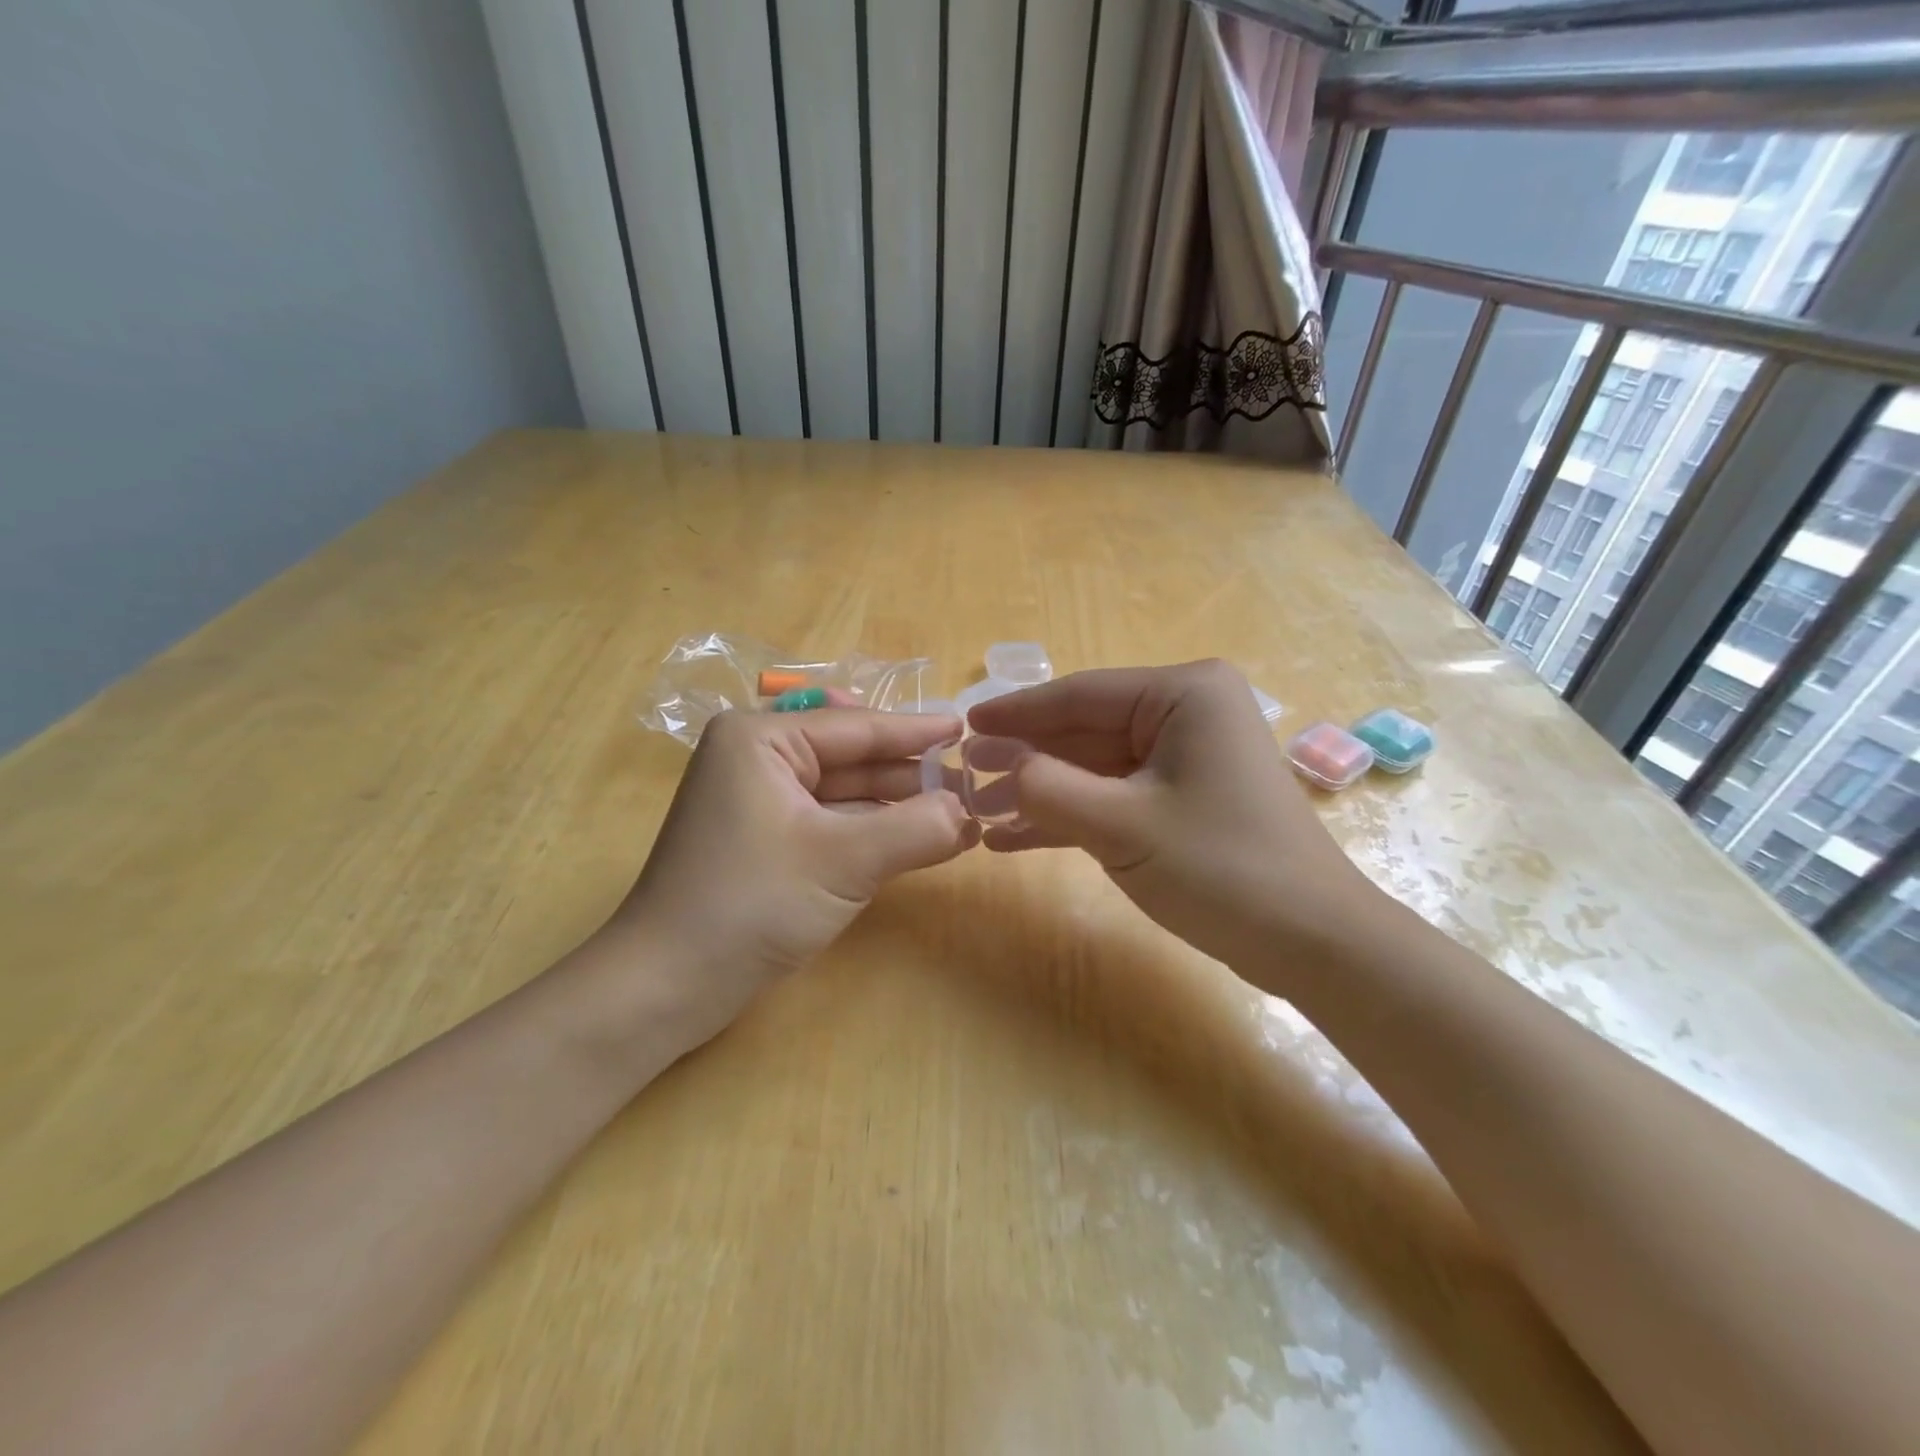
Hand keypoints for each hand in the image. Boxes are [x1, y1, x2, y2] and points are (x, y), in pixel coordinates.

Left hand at [599, 708, 976, 1047]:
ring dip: (896, 804)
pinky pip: (830, 822)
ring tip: (957, 812)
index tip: (966, 729)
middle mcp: (756, 758)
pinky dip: (871, 831)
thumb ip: (916, 829)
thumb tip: (969, 813)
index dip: (916, 731)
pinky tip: (916, 838)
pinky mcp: (764, 840)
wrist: (666, 986)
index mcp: (761, 739)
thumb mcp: (844, 860)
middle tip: (972, 782)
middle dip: (909, 773)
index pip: (856, 726)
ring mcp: (758, 801)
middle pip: (851, 756)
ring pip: (843, 791)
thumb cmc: (750, 904)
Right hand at [969, 660, 1380, 983]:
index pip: (1081, 693)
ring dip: (1041, 792)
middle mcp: (1186, 714)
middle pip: (1085, 730)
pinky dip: (1070, 816)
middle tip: (965, 774)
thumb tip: (1002, 769)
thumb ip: (1050, 790)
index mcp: (1183, 695)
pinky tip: (1016, 837)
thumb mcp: (1123, 825)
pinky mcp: (1182, 800)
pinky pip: (1114, 796)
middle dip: (1026, 758)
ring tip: (980, 811)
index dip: (1017, 712)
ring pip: (1095, 767)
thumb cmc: (1222, 867)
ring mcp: (1185, 759)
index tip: (965, 724)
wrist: (1312, 942)